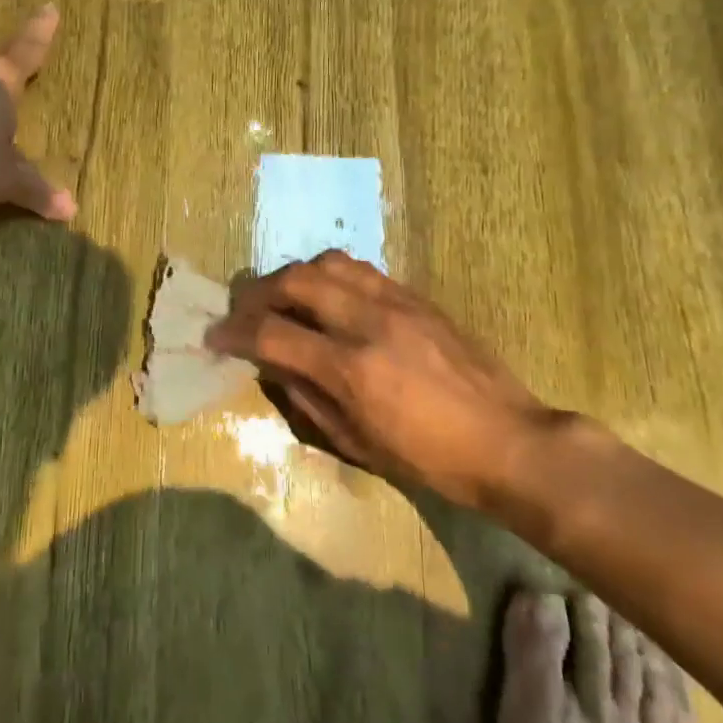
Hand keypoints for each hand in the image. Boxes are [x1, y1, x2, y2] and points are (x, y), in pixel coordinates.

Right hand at [207, 251, 588, 507]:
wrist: (507, 440)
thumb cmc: (429, 459)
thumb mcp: (357, 444)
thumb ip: (306, 398)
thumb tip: (272, 365)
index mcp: (350, 369)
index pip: (272, 333)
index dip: (234, 332)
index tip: (215, 335)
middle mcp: (368, 322)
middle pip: (294, 280)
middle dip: (258, 292)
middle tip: (245, 311)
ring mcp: (396, 302)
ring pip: (328, 262)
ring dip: (295, 275)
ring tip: (286, 298)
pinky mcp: (417, 296)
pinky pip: (362, 269)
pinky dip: (332, 276)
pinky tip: (329, 297)